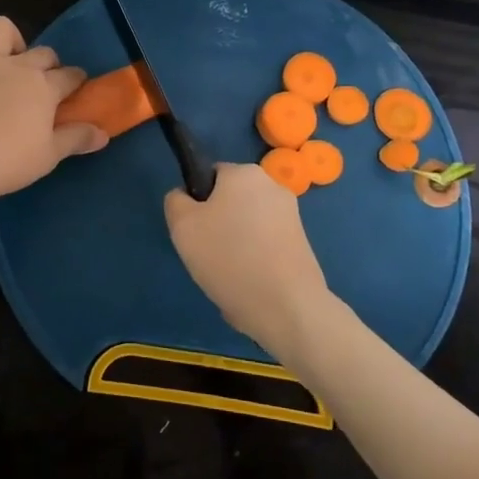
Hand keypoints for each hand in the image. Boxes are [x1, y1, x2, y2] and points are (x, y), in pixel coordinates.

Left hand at [0, 16, 107, 208]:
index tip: (77, 90)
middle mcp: (15, 67)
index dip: (77, 81)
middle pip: (42, 53)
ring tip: (10, 60)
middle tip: (45, 87)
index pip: (70, 76)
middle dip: (50, 64)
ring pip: (0, 29)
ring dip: (10, 39)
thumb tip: (103, 133)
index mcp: (43, 86)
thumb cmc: (8, 162)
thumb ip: (77, 139)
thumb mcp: (50, 156)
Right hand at [164, 163, 338, 362]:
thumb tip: (185, 197)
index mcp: (244, 173)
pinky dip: (254, 261)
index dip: (196, 202)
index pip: (210, 176)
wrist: (286, 306)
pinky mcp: (302, 244)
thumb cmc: (228, 257)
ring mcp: (292, 216)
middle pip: (231, 201)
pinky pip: (265, 247)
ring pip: (247, 226)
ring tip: (229, 275)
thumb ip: (176, 201)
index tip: (194, 231)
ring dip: (235, 246)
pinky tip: (249, 284)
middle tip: (207, 254)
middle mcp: (273, 186)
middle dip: (217, 225)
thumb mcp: (182, 226)